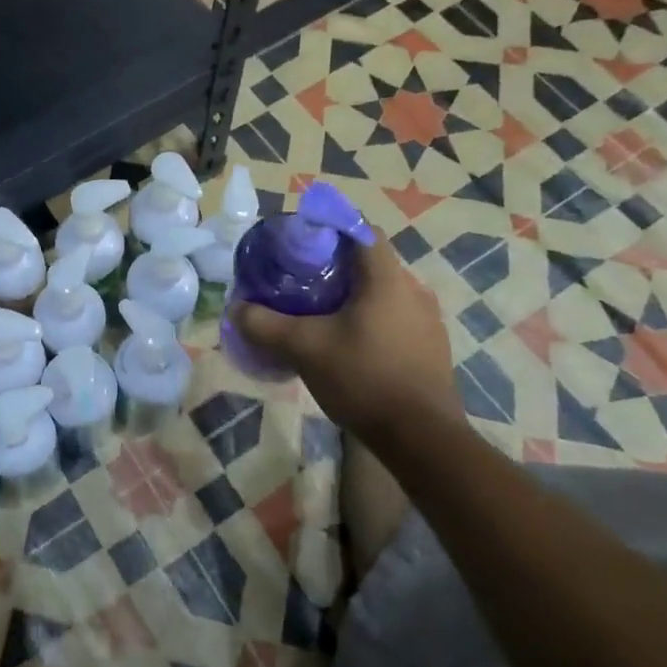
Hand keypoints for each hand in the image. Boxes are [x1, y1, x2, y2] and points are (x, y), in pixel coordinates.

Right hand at [233, 237, 460, 446]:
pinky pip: (395, 318)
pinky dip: (369, 319)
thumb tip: (236, 308)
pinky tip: (347, 344)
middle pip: (370, 262)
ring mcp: (428, 321)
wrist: (422, 439)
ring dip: (353, 295)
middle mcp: (413, 291)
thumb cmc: (364, 378)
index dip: (331, 227)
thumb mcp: (304, 349)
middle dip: (335, 266)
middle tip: (300, 279)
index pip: (362, 230)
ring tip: (319, 312)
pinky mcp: (431, 348)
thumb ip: (265, 325)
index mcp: (387, 279)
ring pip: (383, 292)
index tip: (302, 241)